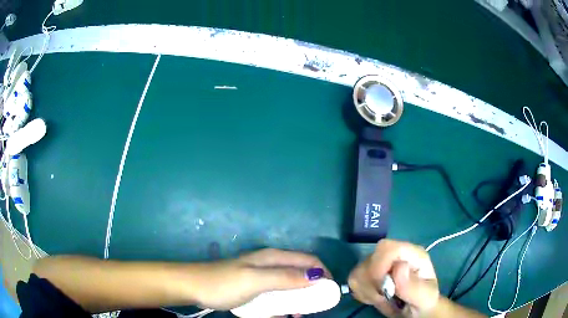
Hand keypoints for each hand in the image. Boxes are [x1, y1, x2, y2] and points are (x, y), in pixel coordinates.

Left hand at [192, 248, 329, 310]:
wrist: (194, 286)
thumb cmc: (224, 283)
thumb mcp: (255, 280)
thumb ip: (284, 278)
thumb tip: (316, 276)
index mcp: (273, 257)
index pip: (308, 260)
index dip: (323, 273)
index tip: (329, 292)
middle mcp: (271, 264)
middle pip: (301, 273)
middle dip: (311, 289)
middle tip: (314, 307)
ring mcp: (262, 276)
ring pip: (289, 285)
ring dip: (297, 299)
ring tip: (297, 314)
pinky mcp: (255, 287)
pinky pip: (276, 295)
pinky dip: (282, 304)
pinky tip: (280, 315)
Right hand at [348, 239, 438, 317]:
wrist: (416, 310)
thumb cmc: (424, 303)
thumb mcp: (425, 298)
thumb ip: (414, 286)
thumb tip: (399, 266)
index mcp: (412, 255)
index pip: (387, 247)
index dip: (378, 266)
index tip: (381, 289)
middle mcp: (395, 255)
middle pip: (370, 258)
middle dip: (372, 284)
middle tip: (384, 298)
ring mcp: (380, 263)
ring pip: (359, 270)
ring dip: (367, 291)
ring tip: (382, 299)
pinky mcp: (369, 273)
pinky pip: (354, 280)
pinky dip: (361, 292)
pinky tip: (374, 298)